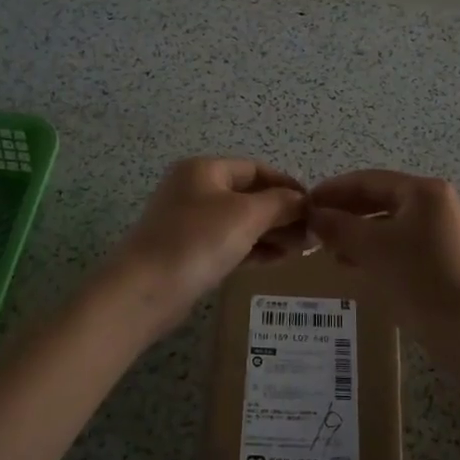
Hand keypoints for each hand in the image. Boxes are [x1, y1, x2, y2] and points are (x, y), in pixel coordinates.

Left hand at [103, 157, 307, 332]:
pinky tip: (278, 260)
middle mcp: (195, 190)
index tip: (315, 206)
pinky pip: (229, 243)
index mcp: (205, 170)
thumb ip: (280, 204)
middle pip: (249, 195)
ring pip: (241, 221)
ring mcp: (189, 222)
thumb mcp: (246, 215)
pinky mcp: (189, 252)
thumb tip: (303, 200)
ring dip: (272, 233)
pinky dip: (254, 248)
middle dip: (282, 213)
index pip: (256, 169)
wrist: (144, 290)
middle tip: (312, 233)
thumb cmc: (197, 241)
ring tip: (302, 250)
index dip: (287, 185)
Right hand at [306, 171, 459, 330]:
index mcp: (422, 191)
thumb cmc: (417, 278)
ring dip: (356, 232)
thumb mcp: (371, 248)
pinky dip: (374, 249)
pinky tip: (352, 263)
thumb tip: (313, 214)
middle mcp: (435, 203)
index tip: (304, 203)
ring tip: (327, 247)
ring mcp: (440, 231)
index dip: (333, 190)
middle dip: (344, 212)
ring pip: (388, 223)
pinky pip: (398, 243)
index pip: (368, 180)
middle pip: (379, 199)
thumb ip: (337, 226)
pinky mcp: (441, 257)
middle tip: (313, 226)